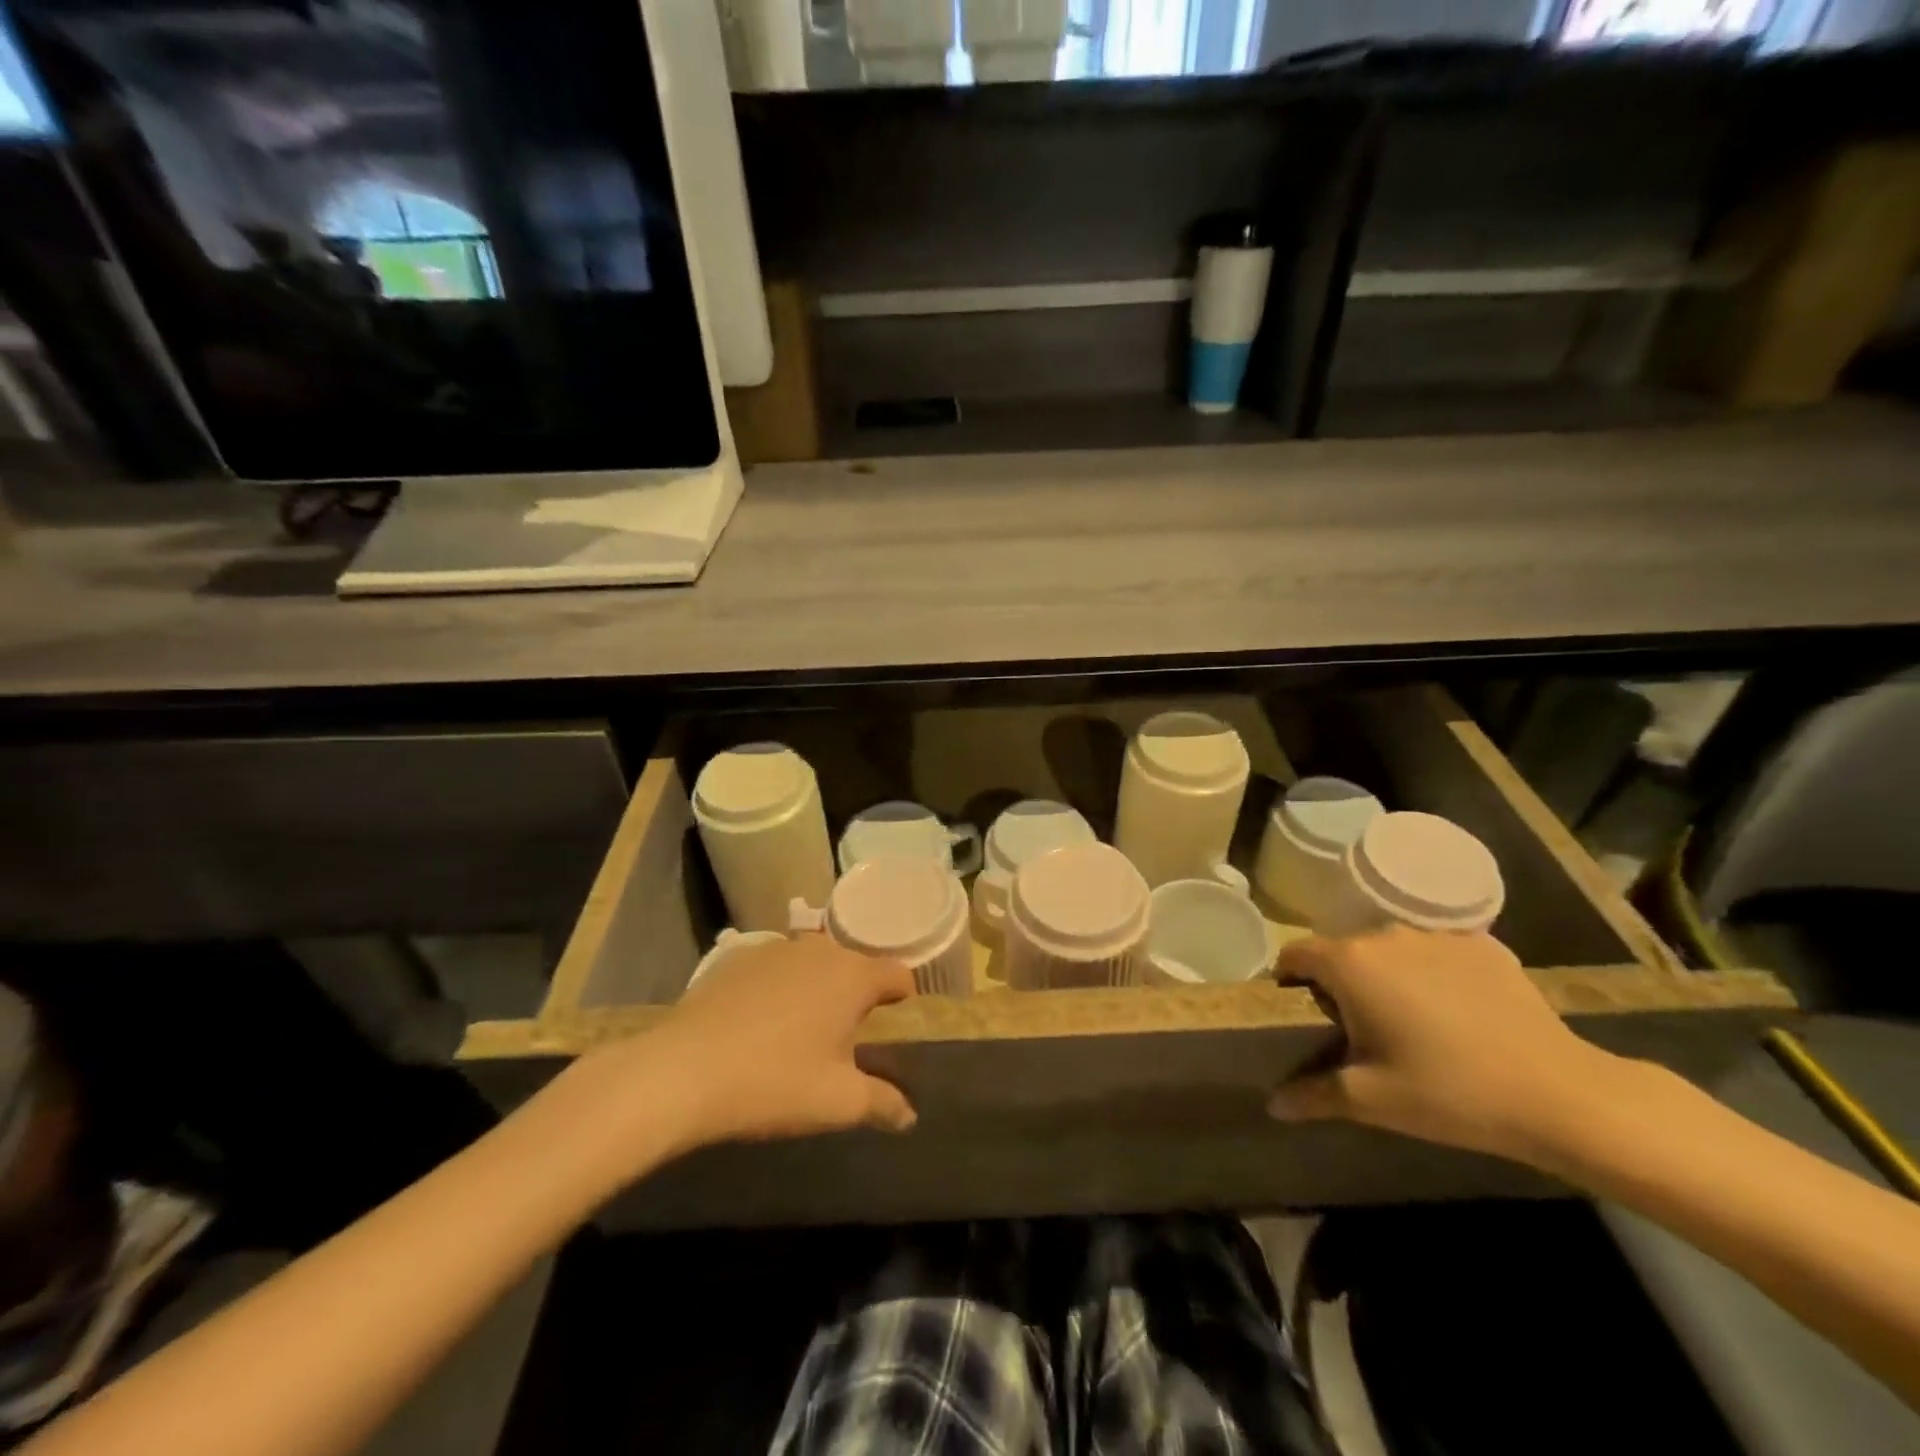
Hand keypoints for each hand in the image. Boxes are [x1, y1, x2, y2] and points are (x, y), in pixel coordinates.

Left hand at [588, 935, 918, 1155]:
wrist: (682, 1071)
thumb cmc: (774, 1083)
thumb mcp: (838, 1103)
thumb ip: (882, 1103)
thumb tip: (909, 1115)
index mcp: (853, 976)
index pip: (898, 975)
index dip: (903, 999)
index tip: (896, 1024)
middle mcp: (819, 950)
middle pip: (854, 966)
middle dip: (856, 995)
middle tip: (846, 1037)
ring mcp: (774, 949)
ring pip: (812, 963)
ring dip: (816, 988)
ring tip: (800, 1030)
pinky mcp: (735, 958)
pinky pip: (772, 968)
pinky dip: (776, 987)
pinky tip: (756, 1022)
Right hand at [1268, 927, 1625, 1163]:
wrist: (1562, 1095)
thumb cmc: (1449, 1093)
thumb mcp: (1371, 1101)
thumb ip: (1312, 1095)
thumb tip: (1273, 1104)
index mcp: (1350, 963)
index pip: (1296, 955)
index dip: (1290, 983)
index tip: (1304, 1016)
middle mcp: (1385, 935)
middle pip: (1343, 951)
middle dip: (1341, 983)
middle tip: (1360, 1031)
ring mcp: (1437, 935)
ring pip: (1391, 950)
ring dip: (1387, 976)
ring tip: (1412, 1022)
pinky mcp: (1482, 945)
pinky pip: (1438, 953)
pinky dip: (1435, 975)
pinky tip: (1458, 1013)